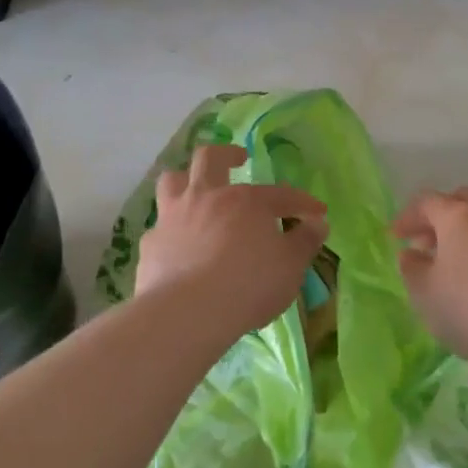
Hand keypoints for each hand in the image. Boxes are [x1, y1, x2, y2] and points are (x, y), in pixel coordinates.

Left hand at [136, 143, 329, 339]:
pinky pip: (160, 227)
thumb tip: (317, 223)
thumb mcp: (291, 267)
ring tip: (196, 189)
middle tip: (239, 159)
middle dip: (227, 154)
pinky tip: (178, 245)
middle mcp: (206, 198)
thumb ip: (305, 242)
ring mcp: (173, 218)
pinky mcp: (150, 245)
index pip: (281, 194)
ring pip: (172, 180)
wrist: (187, 313)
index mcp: (246, 201)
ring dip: (186, 179)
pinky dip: (171, 230)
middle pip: (210, 159)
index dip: (302, 202)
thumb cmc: (249, 285)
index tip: (317, 213)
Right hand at [393, 187, 467, 367]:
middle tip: (425, 244)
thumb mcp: (425, 294)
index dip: (406, 217)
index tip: (394, 237)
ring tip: (453, 265)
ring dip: (463, 233)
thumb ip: (411, 269)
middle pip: (459, 201)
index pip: (425, 202)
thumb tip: (411, 253)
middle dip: (438, 218)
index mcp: (457, 216)